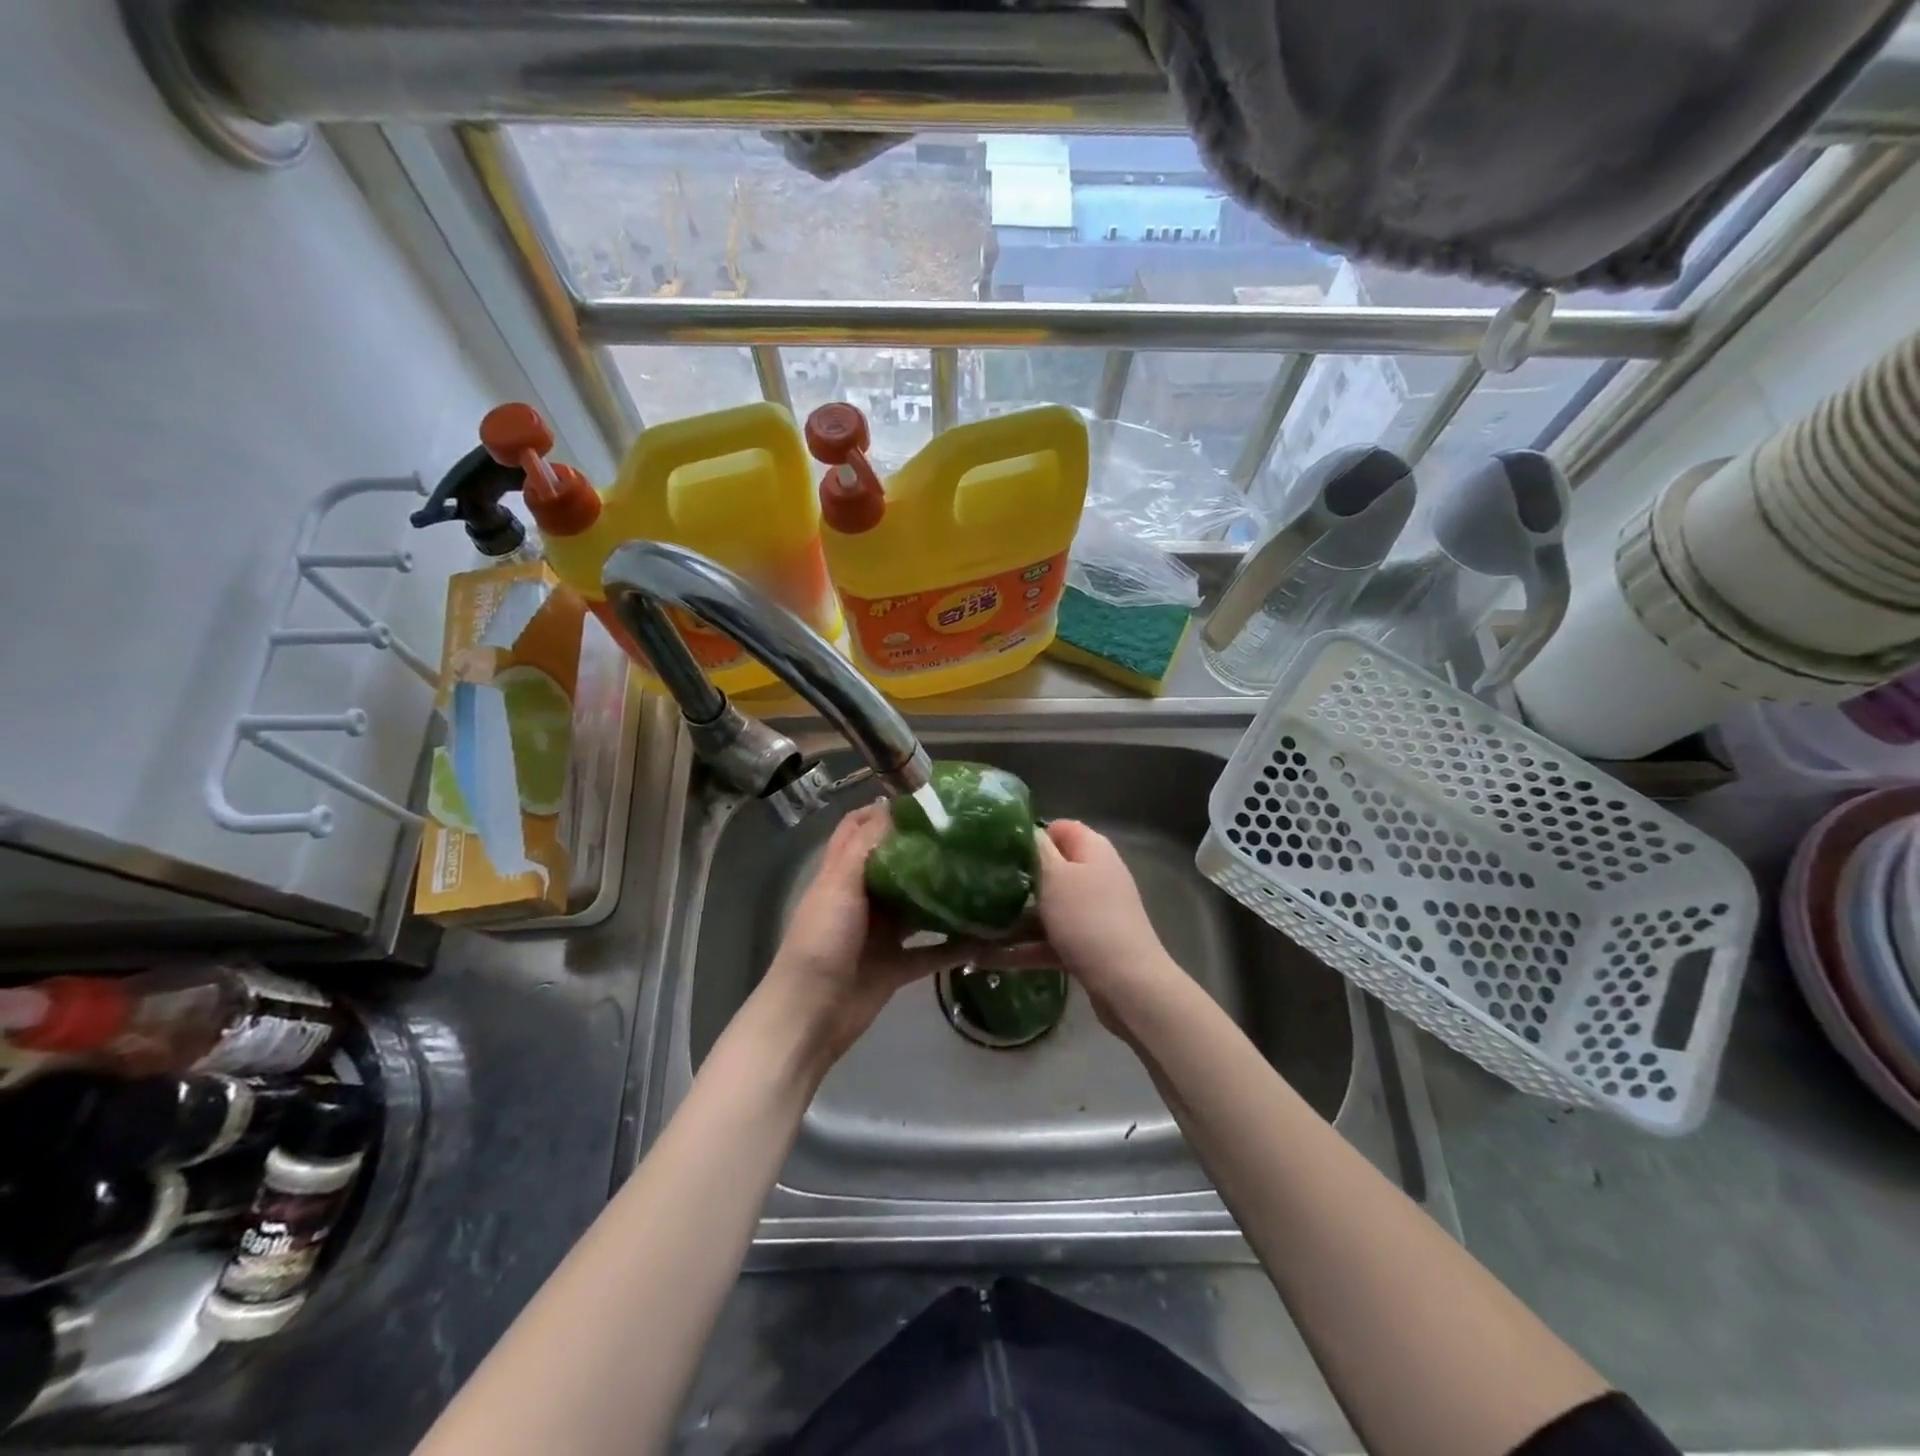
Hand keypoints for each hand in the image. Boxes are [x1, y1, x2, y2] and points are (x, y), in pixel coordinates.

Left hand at [759, 803, 965, 1064]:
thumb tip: (891, 805)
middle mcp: (862, 898)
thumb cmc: (821, 941)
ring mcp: (880, 933)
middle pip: (896, 864)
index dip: (883, 810)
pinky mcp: (896, 965)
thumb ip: (864, 846)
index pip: (859, 829)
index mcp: (841, 874)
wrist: (810, 1015)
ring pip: (917, 906)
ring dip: (944, 894)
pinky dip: (955, 945)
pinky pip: (932, 951)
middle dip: (925, 849)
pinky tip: (986, 934)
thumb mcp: (839, 885)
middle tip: (966, 834)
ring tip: (983, 875)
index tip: (923, 798)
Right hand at [979, 820, 1181, 1022]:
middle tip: (982, 888)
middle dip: (1018, 879)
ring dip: (1015, 918)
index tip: (1001, 851)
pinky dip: (1024, 948)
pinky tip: (986, 959)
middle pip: (1052, 870)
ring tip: (975, 925)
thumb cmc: (1087, 919)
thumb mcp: (1055, 877)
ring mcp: (1092, 913)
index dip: (1032, 836)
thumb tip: (1026, 830)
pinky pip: (1050, 940)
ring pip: (1048, 908)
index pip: (1060, 828)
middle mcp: (1095, 876)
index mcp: (1093, 850)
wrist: (1127, 984)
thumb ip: (1037, 850)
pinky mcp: (1087, 945)